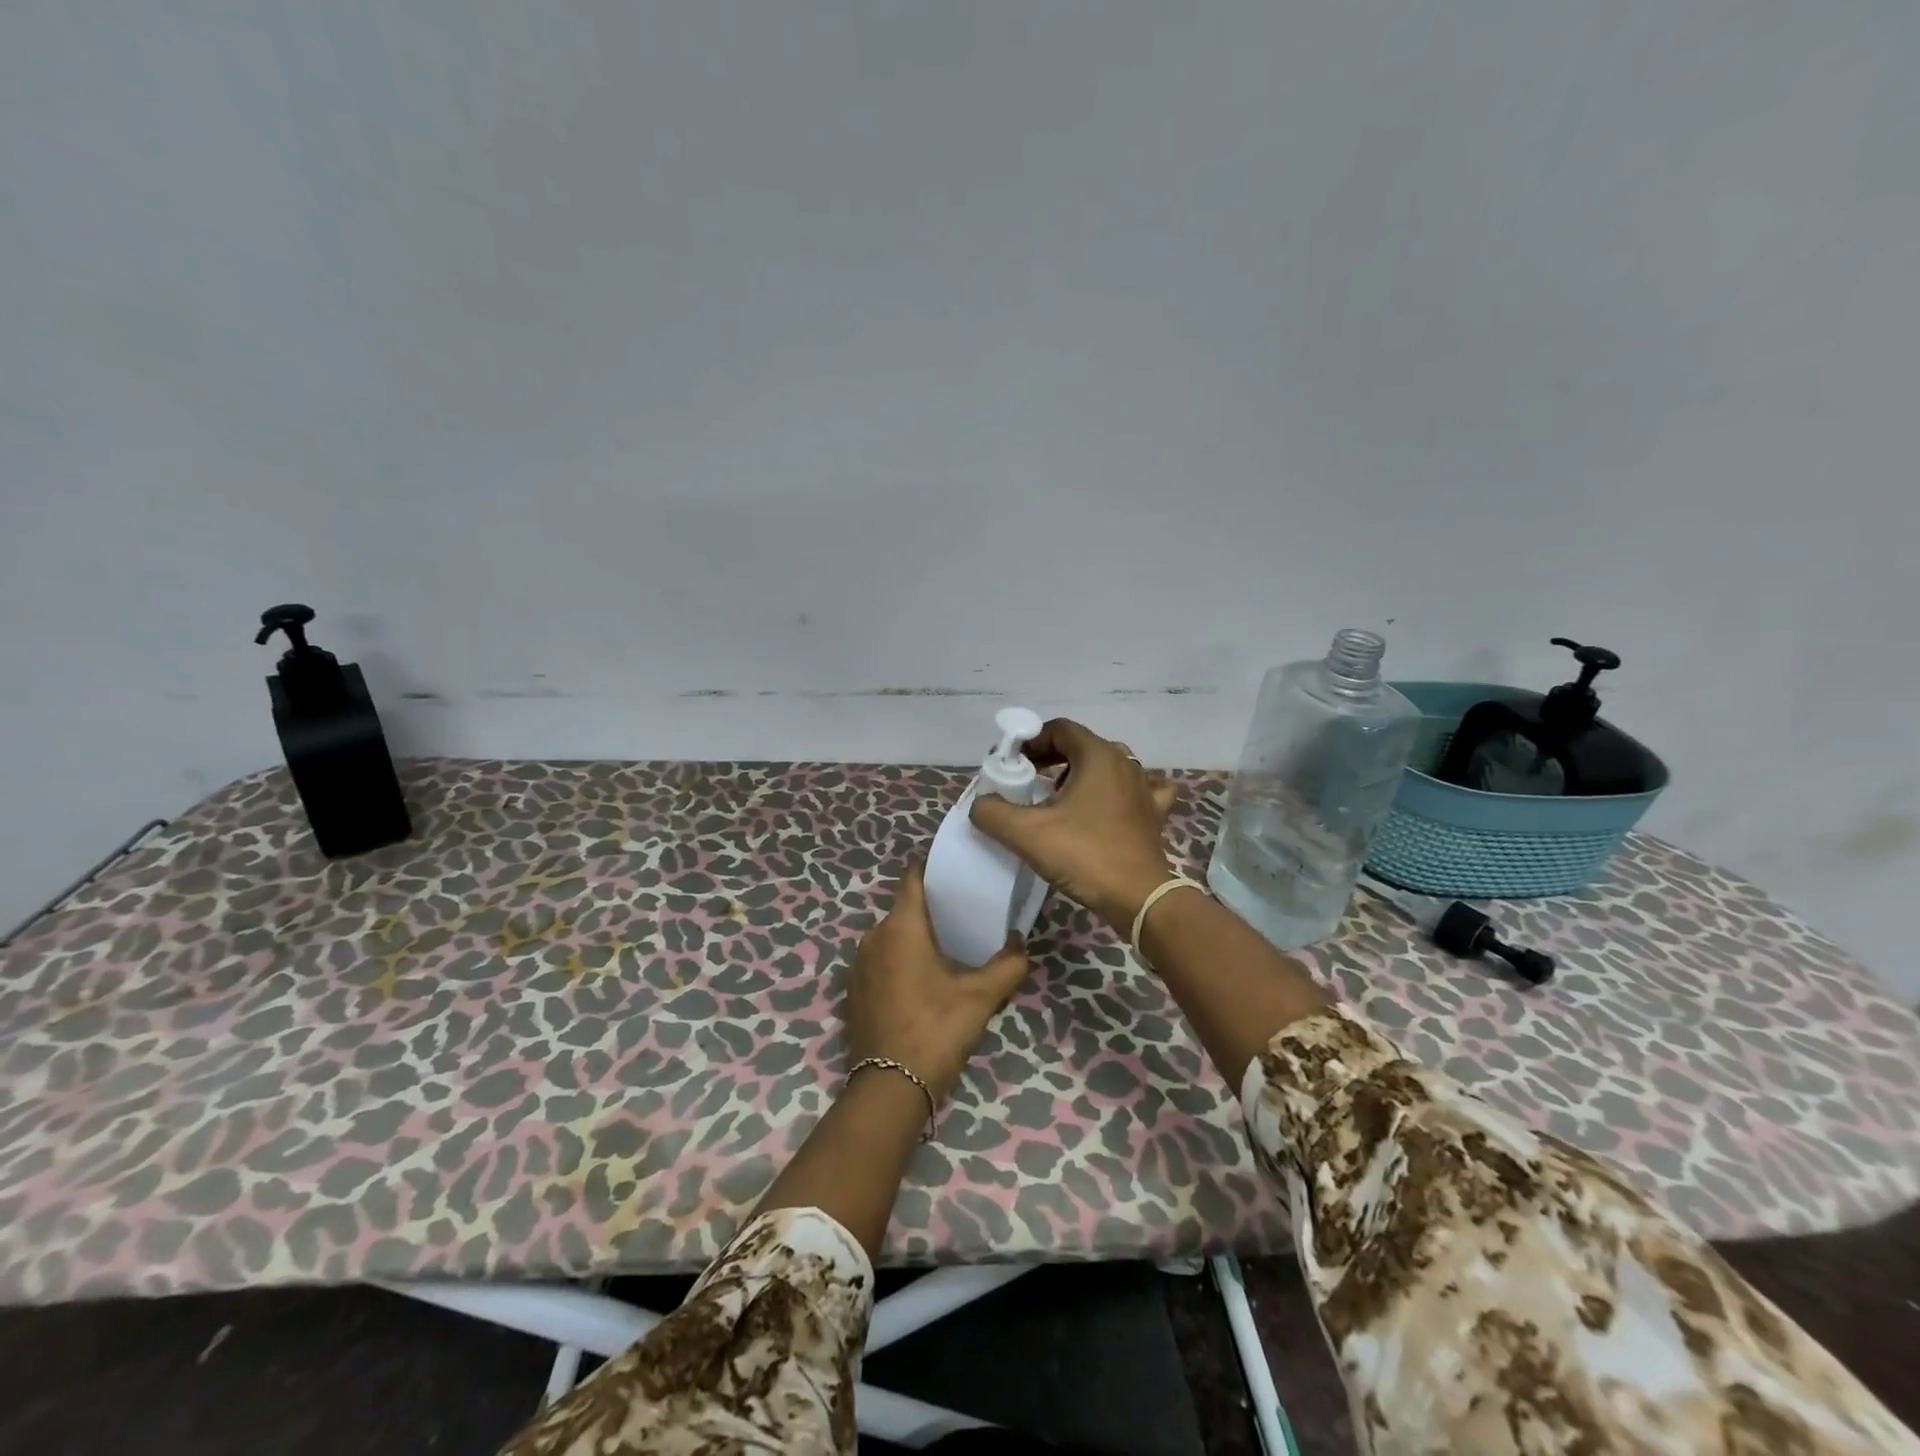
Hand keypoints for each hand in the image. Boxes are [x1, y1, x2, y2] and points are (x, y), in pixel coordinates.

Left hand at [845, 861, 1032, 1103]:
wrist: (888, 1088)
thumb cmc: (936, 1029)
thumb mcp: (980, 997)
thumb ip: (1008, 965)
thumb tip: (1021, 942)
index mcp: (901, 927)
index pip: (912, 877)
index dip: (933, 868)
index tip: (957, 868)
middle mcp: (873, 936)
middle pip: (904, 907)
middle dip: (932, 905)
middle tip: (966, 909)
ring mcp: (859, 964)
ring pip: (892, 934)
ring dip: (917, 935)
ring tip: (950, 942)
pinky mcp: (855, 989)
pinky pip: (881, 958)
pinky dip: (901, 957)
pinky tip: (924, 976)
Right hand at [968, 718, 1178, 932]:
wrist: (1139, 899)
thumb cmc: (1084, 855)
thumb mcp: (1026, 833)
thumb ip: (992, 812)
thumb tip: (981, 804)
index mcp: (1099, 755)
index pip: (1059, 729)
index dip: (1031, 741)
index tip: (1011, 765)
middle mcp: (1125, 763)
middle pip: (1081, 746)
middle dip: (1051, 759)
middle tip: (1027, 782)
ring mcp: (1144, 788)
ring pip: (1107, 766)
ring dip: (1079, 775)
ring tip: (1058, 799)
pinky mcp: (1154, 814)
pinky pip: (1134, 790)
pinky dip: (1116, 792)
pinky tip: (1106, 806)